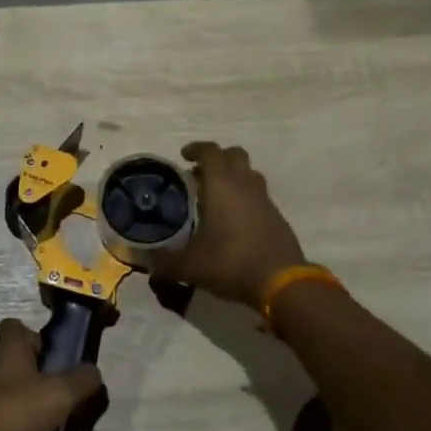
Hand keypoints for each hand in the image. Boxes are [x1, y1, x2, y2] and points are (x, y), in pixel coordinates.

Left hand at [0, 319, 103, 430]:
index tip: (57, 359)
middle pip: (27, 366)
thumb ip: (82, 380)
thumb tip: (93, 372)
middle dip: (52, 387)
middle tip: (72, 406)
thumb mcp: (60, 392)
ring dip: (49, 417)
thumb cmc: (16, 408)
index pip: (19, 327)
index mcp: (9, 345)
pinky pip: (13, 422)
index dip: (39, 340)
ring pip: (24, 399)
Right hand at [153, 142, 305, 308]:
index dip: (196, 148)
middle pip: (234, 155)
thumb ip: (166, 263)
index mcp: (221, 184)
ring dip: (234, 176)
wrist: (282, 281)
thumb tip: (148, 264)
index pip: (209, 151)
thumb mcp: (192, 266)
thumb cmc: (232, 262)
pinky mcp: (277, 215)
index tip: (184, 155)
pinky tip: (235, 220)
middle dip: (217, 159)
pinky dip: (246, 197)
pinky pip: (259, 194)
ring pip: (249, 173)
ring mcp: (264, 198)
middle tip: (201, 175)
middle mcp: (244, 184)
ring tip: (218, 195)